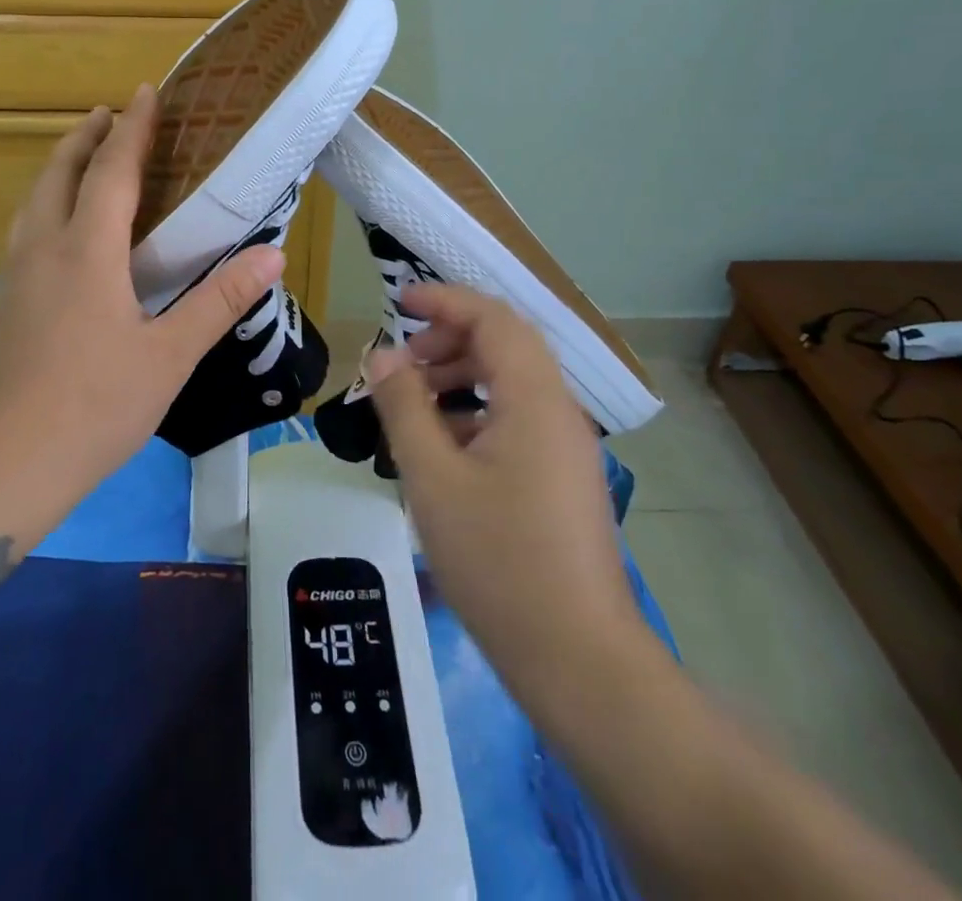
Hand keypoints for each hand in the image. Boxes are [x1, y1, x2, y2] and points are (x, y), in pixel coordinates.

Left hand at [0, 86, 282, 504]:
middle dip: (84, 137)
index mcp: (86, 251)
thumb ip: (218, 301)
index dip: (131, 128)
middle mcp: (42, 250)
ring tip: (81, 159)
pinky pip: (25, 234)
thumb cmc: (91, 408)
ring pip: (33, 202)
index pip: (111, 170)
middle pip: (58, 173)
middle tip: (108, 114)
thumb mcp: (169, 357)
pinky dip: (46, 207)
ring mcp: (13, 278)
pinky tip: (60, 239)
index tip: (145, 92)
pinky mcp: (0, 308)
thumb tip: (272, 254)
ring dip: (58, 168)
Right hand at [367, 284, 655, 700]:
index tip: (397, 304)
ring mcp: (566, 447)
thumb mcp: (433, 478)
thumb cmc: (499, 562)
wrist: (578, 660)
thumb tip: (382, 354)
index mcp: (534, 399)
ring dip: (460, 378)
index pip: (493, 318)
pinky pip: (517, 420)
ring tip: (413, 406)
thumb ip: (404, 406)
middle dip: (448, 340)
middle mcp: (559, 411)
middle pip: (505, 345)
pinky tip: (441, 451)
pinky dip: (476, 414)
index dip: (444, 301)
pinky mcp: (563, 478)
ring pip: (511, 384)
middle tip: (401, 365)